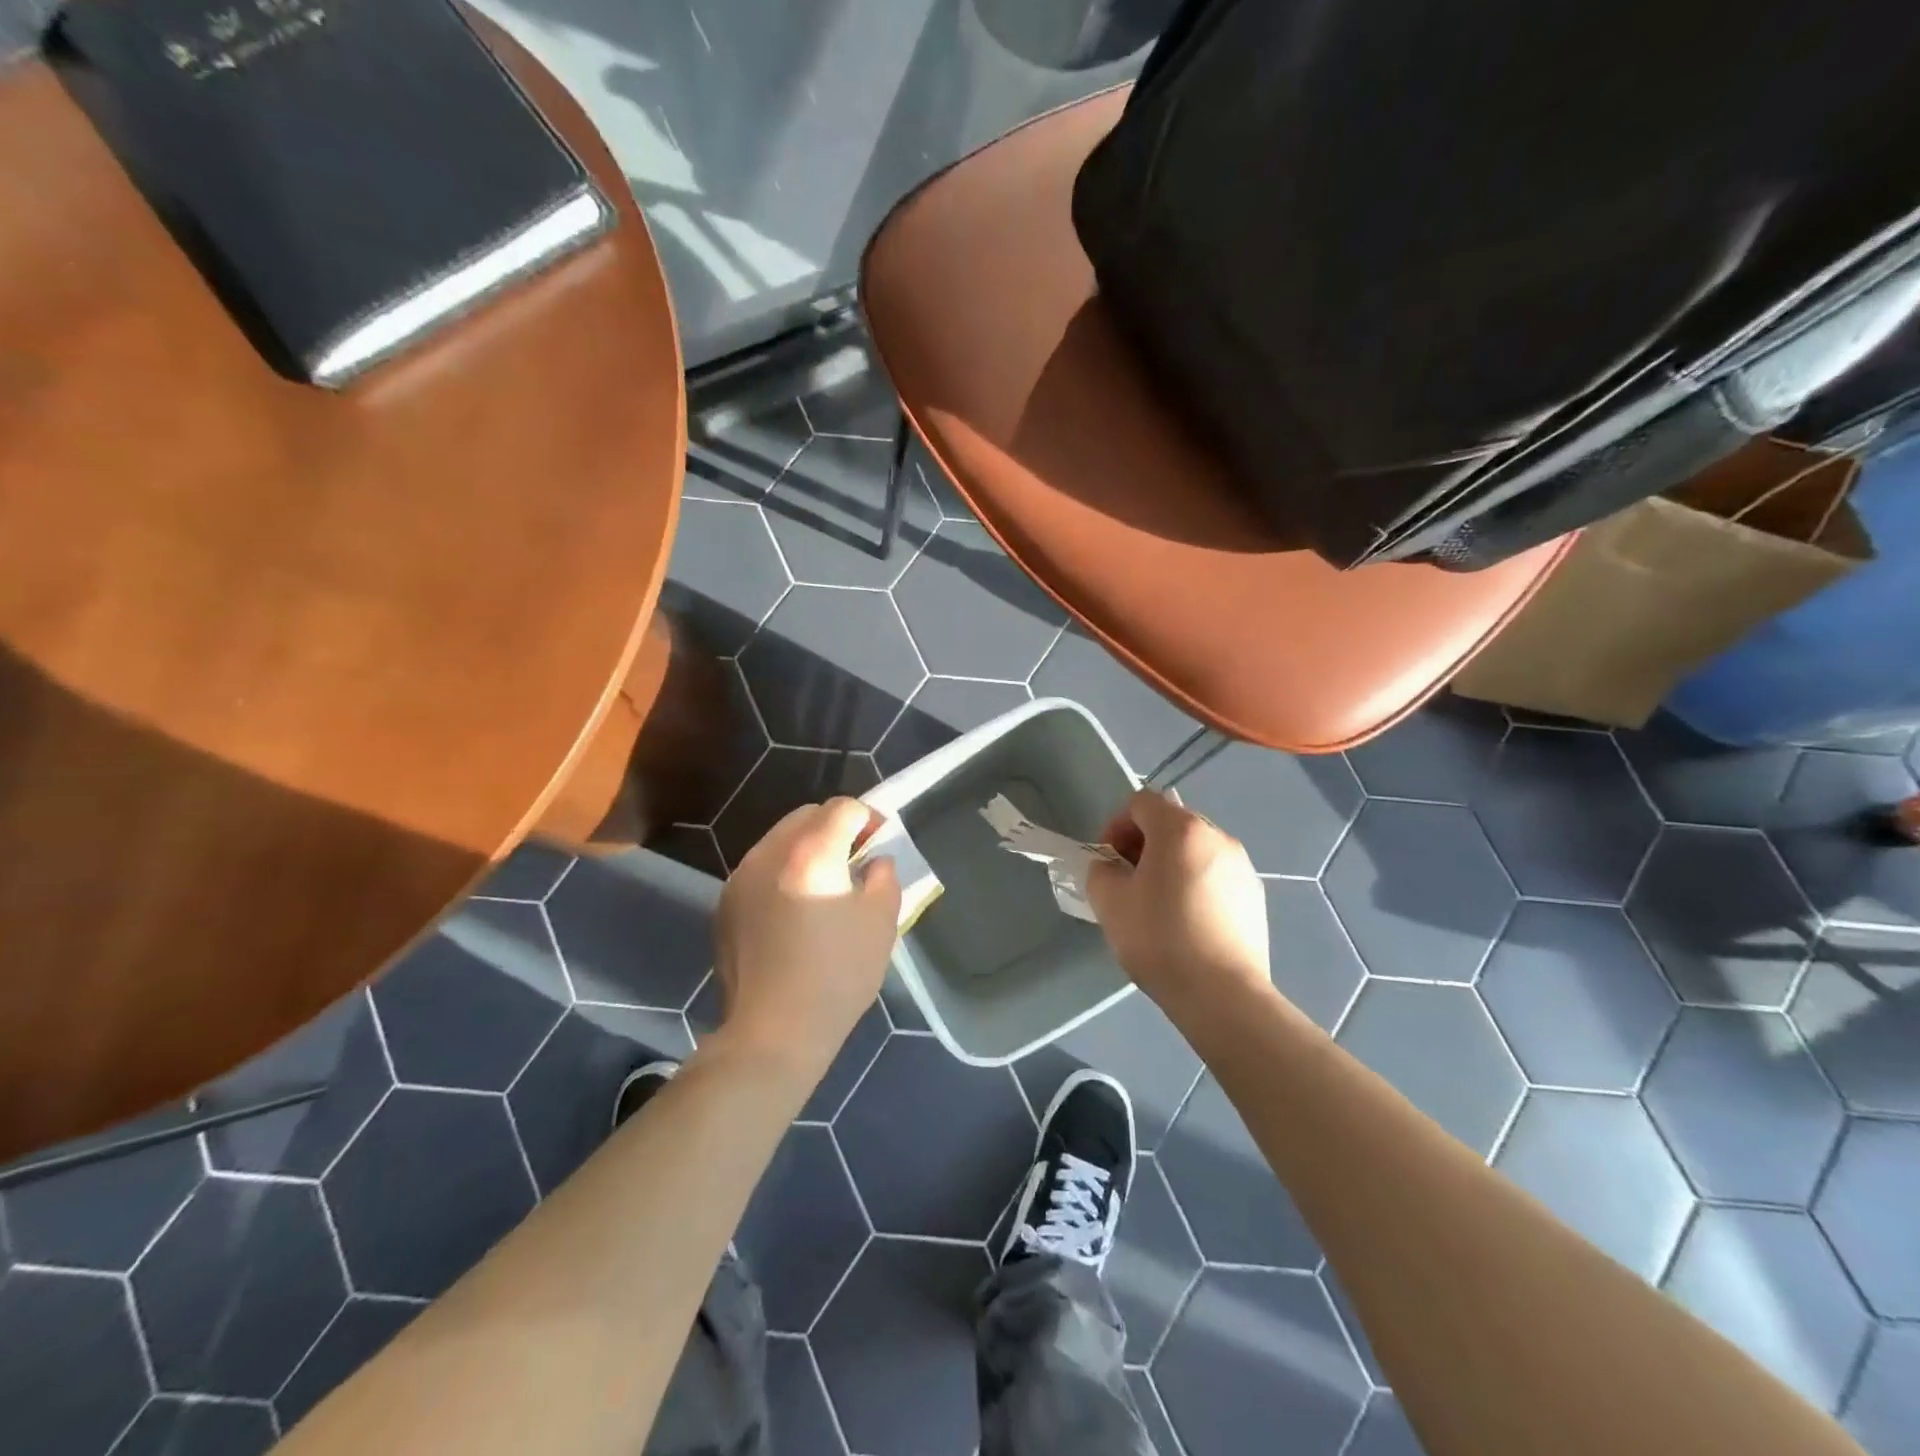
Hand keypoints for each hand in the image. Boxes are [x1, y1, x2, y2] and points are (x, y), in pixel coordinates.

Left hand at [710, 797, 901, 1079]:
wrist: (773, 1032)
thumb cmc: (837, 976)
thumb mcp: (881, 923)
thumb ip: (884, 877)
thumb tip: (874, 862)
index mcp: (812, 852)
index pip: (843, 808)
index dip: (869, 818)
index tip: (881, 844)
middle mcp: (769, 852)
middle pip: (807, 815)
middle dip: (836, 827)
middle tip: (856, 859)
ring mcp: (741, 877)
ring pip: (780, 839)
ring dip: (807, 847)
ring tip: (824, 884)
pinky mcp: (725, 903)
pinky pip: (761, 868)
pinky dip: (783, 872)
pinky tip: (794, 910)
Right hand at [1085, 789, 1271, 1021]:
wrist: (1222, 994)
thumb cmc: (1160, 939)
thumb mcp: (1110, 903)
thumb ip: (1101, 872)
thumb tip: (1112, 868)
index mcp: (1180, 830)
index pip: (1141, 802)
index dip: (1116, 826)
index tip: (1109, 862)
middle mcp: (1217, 837)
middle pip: (1171, 823)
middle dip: (1143, 845)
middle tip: (1128, 883)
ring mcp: (1242, 866)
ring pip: (1195, 851)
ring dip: (1171, 865)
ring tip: (1158, 906)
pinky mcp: (1255, 896)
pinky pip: (1216, 876)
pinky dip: (1196, 886)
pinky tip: (1188, 924)